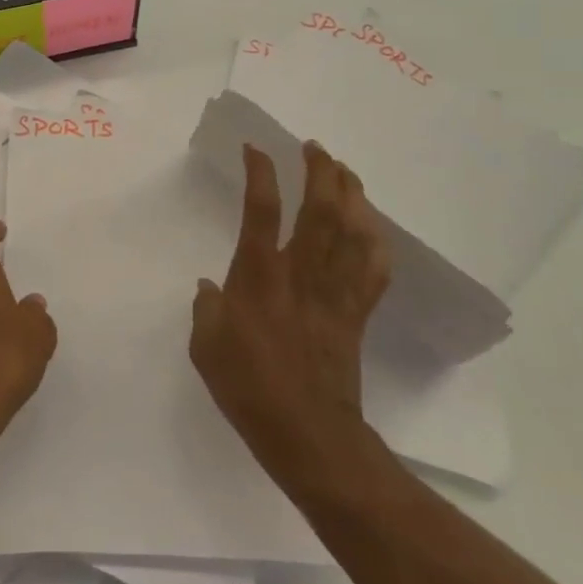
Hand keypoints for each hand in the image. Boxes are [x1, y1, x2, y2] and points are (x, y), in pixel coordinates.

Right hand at [190, 141, 390, 488]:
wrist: (309, 436)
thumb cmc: (249, 390)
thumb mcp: (206, 347)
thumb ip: (205, 309)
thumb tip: (208, 287)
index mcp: (259, 277)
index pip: (261, 210)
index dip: (260, 173)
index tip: (256, 148)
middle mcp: (301, 273)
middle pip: (320, 210)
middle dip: (320, 172)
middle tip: (314, 148)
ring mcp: (334, 292)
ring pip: (352, 232)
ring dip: (352, 196)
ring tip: (345, 171)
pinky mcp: (356, 314)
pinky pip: (374, 271)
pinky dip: (377, 243)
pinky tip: (373, 227)